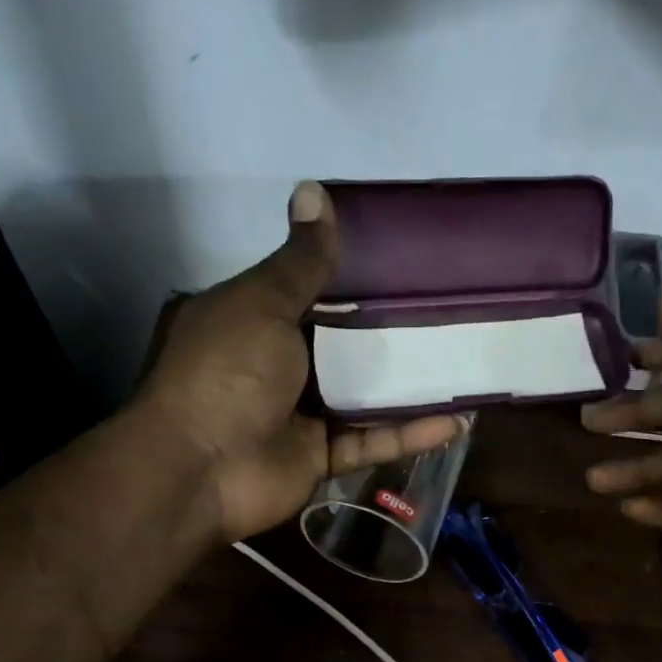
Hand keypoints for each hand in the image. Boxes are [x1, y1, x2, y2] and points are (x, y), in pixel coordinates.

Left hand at [137, 181, 464, 542]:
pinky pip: (370, 442)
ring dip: (409, 386)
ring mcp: (300, 414)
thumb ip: (300, 262)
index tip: (405, 262)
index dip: (355, 277)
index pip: (311, 292)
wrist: (200, 470)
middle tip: (448, 310)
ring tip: (461, 365)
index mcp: (254, 320)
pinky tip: (456, 422)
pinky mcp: (320, 458)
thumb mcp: (262, 303)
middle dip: (390, 331)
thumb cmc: (227, 372)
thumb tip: (314, 191)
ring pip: (363, 396)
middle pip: (343, 344)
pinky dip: (408, 434)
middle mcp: (277, 365)